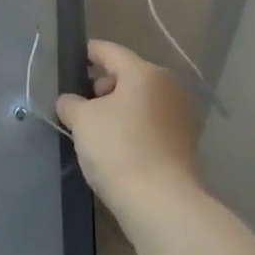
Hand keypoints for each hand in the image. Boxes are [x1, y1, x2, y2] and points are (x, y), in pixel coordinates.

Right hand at [56, 40, 201, 216]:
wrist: (160, 203)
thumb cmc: (118, 149)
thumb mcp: (82, 121)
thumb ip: (71, 103)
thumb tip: (70, 102)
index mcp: (145, 72)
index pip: (110, 52)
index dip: (89, 53)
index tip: (73, 59)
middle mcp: (169, 87)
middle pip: (129, 76)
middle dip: (102, 86)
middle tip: (80, 103)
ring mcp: (181, 115)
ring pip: (141, 101)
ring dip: (119, 108)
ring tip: (95, 127)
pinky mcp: (184, 143)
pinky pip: (152, 123)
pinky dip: (134, 126)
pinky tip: (116, 145)